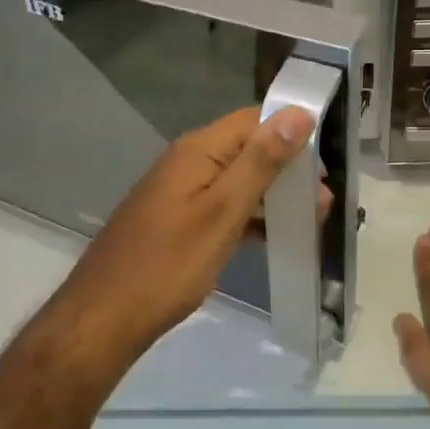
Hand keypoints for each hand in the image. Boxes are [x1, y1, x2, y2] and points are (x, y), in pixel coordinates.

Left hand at [60, 105, 316, 356]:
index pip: (254, 119)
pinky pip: (222, 203)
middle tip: (321, 206)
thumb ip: (260, 161)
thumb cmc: (169, 263)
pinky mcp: (177, 218)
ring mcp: (180, 190)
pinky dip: (249, 213)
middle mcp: (188, 160)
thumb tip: (297, 113)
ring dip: (272, 193)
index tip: (324, 168)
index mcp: (198, 149)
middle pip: (247, 147)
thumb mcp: (222, 211)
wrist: (105, 316)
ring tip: (308, 221)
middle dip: (287, 168)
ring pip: (237, 177)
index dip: (292, 134)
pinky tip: (271, 235)